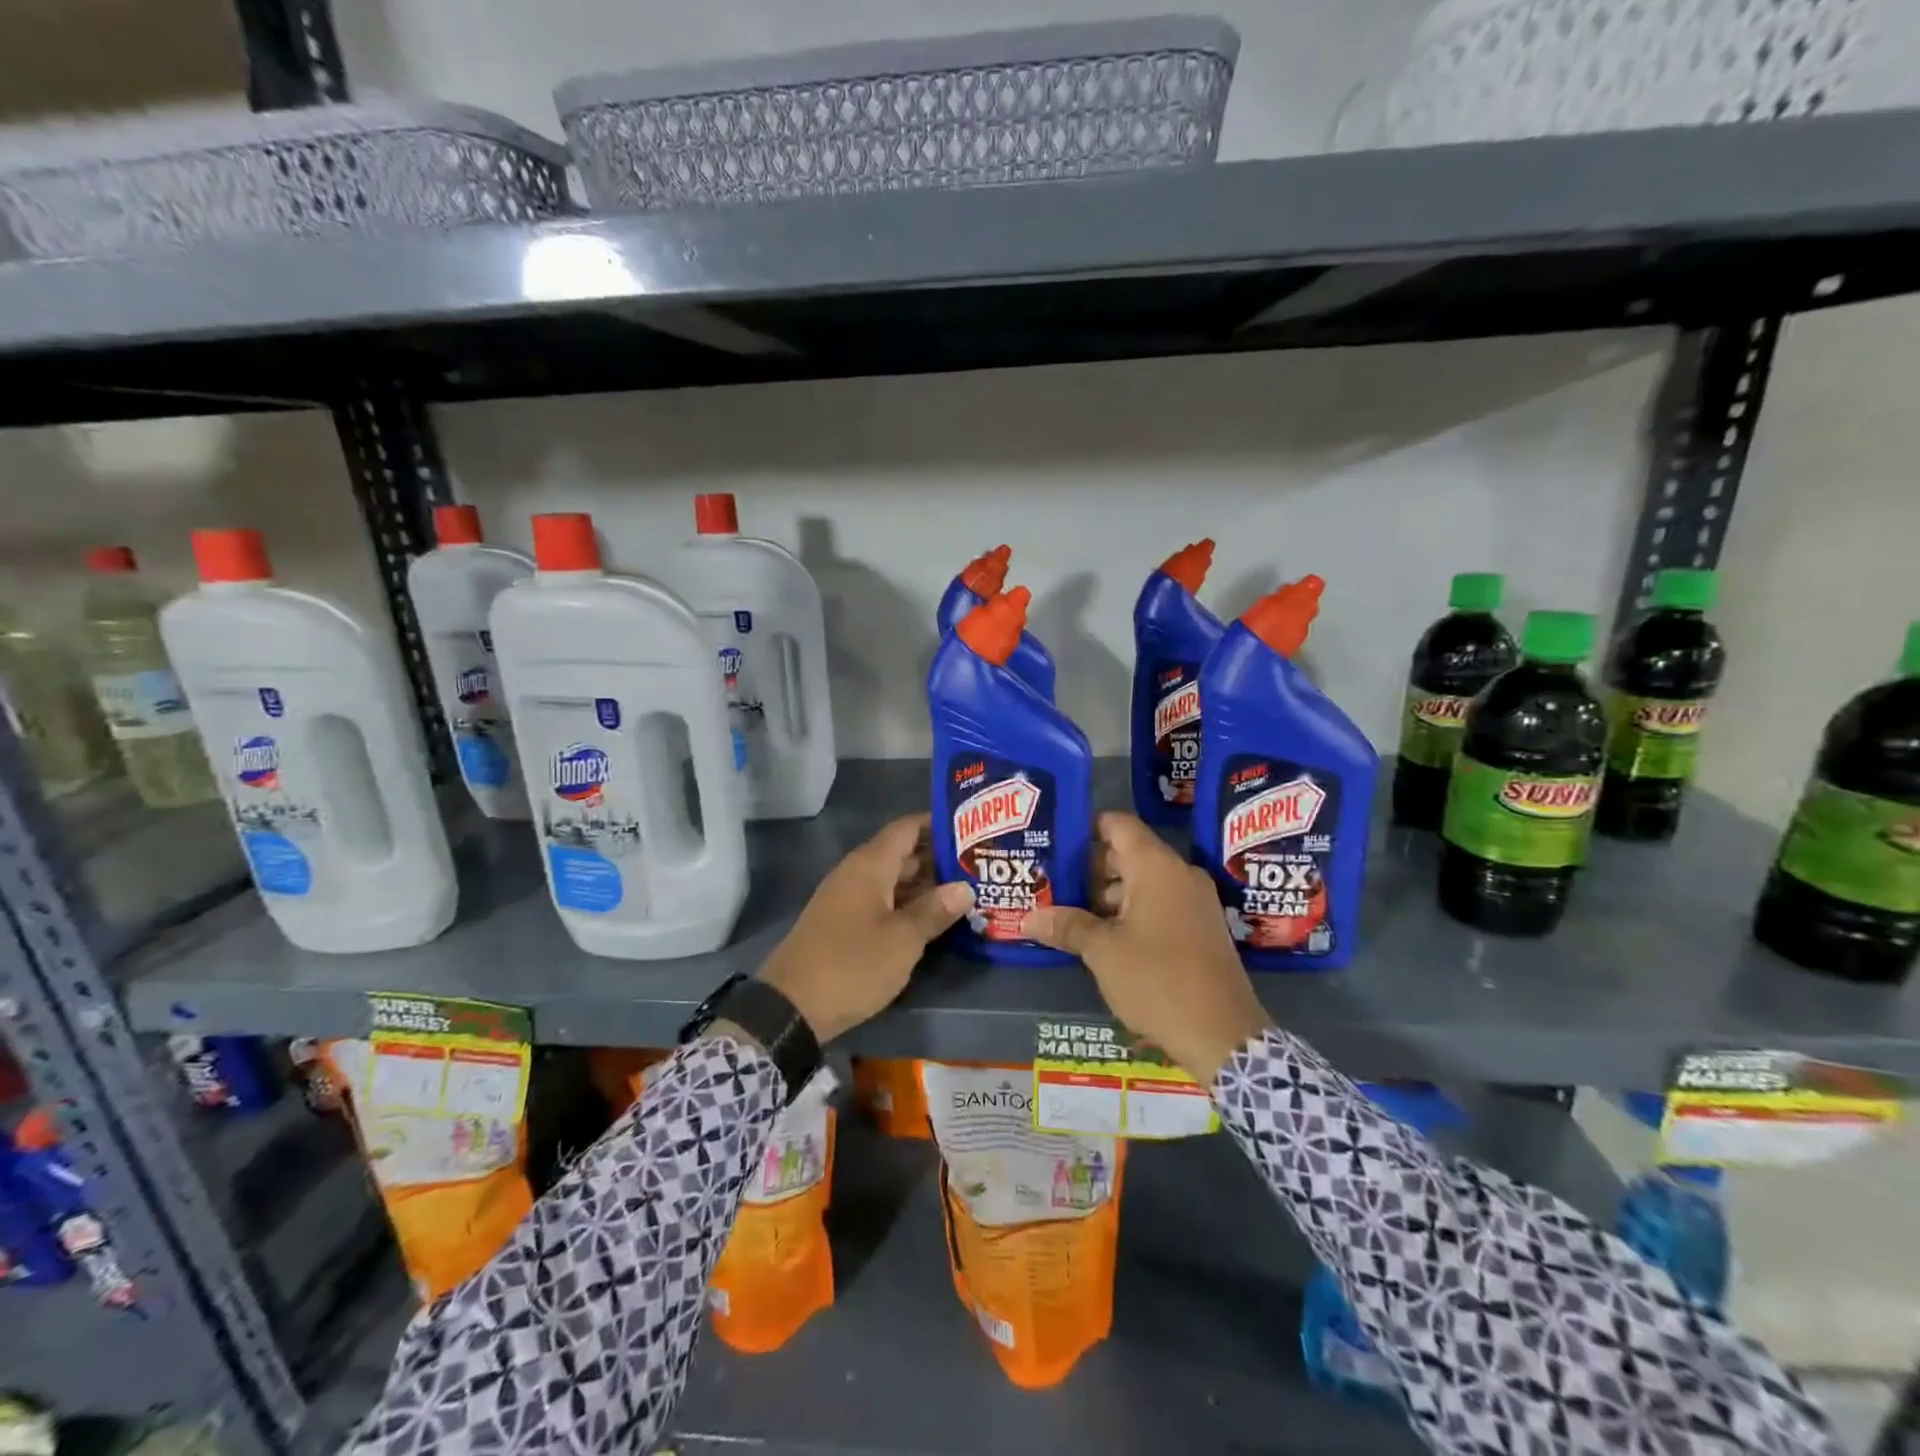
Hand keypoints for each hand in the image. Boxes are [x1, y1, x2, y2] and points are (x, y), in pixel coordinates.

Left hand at [760, 813, 973, 1042]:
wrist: (791, 1007)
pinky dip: (908, 904)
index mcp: (870, 865)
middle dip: (939, 858)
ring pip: (893, 880)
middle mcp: (857, 873)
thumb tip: (965, 887)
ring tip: (966, 890)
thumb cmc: (852, 965)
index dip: (938, 824)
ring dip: (926, 884)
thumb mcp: (902, 940)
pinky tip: (933, 918)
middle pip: (902, 853)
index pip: (907, 828)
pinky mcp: (843, 924)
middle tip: (980, 864)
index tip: (972, 828)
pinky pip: (882, 901)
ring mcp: (847, 899)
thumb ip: (934, 910)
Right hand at [1022, 812, 1269, 1083]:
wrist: (1223, 1035)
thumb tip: (1027, 918)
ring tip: (1069, 915)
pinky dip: (1131, 912)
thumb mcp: (1102, 952)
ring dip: (1108, 896)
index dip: (1085, 829)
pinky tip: (1102, 937)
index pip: (1117, 825)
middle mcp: (1179, 874)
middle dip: (1089, 869)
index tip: (1055, 844)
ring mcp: (1195, 901)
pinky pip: (1159, 904)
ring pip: (1142, 882)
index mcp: (1156, 866)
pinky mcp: (1201, 928)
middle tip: (1052, 885)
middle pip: (1127, 854)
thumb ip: (1066, 926)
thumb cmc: (1157, 980)